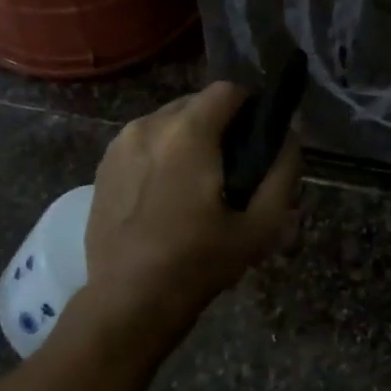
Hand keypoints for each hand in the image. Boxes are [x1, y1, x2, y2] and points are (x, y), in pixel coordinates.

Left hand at [83, 82, 302, 326]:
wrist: (129, 299)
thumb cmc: (200, 261)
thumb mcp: (261, 224)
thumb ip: (283, 171)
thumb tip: (288, 136)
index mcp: (188, 133)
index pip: (228, 90)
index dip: (251, 106)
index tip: (260, 135)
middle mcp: (149, 125)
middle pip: (196, 103)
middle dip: (219, 124)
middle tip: (233, 165)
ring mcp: (120, 145)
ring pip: (167, 122)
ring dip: (189, 139)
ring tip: (198, 182)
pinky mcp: (102, 166)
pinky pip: (143, 143)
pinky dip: (162, 154)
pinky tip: (167, 193)